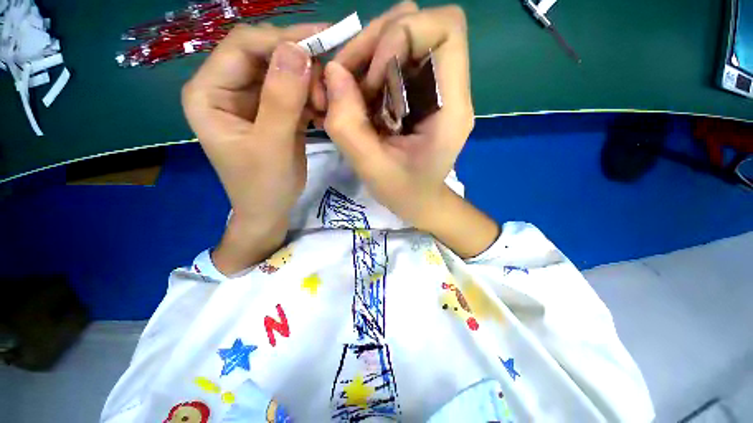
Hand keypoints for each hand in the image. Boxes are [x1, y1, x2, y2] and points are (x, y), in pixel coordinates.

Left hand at [182, 23, 325, 273]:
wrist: (270, 210)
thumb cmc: (263, 186)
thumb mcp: (272, 146)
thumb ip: (282, 100)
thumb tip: (298, 51)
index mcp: (209, 93)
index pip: (243, 47)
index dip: (281, 39)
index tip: (321, 42)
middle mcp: (227, 88)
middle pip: (265, 55)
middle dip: (299, 64)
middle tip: (328, 84)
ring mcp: (252, 100)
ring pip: (284, 73)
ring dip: (309, 82)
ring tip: (325, 104)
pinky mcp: (273, 111)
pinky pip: (294, 92)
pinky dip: (311, 97)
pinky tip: (323, 110)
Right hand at [325, 4, 497, 257]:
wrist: (421, 201)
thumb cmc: (405, 193)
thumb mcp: (372, 168)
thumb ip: (348, 126)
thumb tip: (332, 73)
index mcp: (450, 108)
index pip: (446, 28)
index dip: (401, 36)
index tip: (373, 77)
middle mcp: (449, 88)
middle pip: (418, 23)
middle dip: (375, 42)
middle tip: (349, 80)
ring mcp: (435, 88)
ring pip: (403, 35)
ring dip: (368, 55)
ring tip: (352, 93)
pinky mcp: (420, 93)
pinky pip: (394, 59)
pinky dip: (369, 69)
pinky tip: (361, 99)